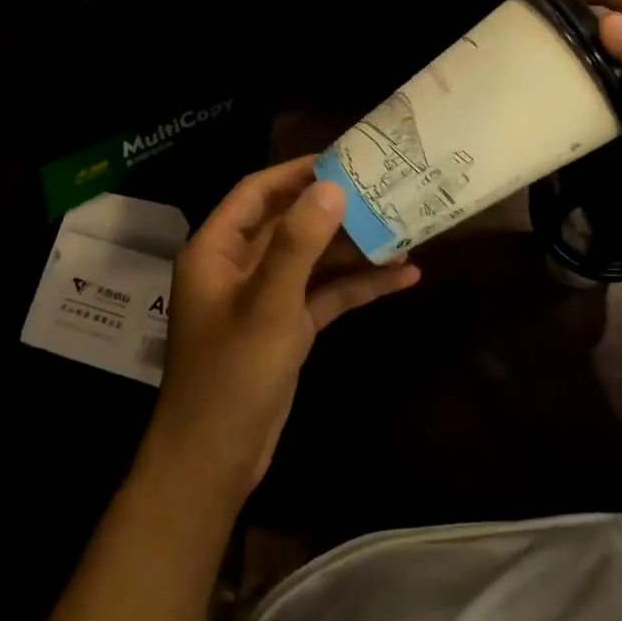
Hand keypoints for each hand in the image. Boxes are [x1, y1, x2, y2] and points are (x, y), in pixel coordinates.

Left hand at [142, 157, 420, 504]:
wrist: (215, 462)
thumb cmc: (230, 375)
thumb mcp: (267, 304)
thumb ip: (298, 244)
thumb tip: (332, 187)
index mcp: (217, 250)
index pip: (258, 192)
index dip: (297, 172)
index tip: (344, 158)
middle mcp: (241, 266)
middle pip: (293, 223)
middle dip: (337, 210)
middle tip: (386, 189)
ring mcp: (267, 297)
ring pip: (315, 259)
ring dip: (355, 249)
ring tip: (406, 230)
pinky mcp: (288, 326)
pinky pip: (326, 294)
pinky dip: (358, 285)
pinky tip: (402, 278)